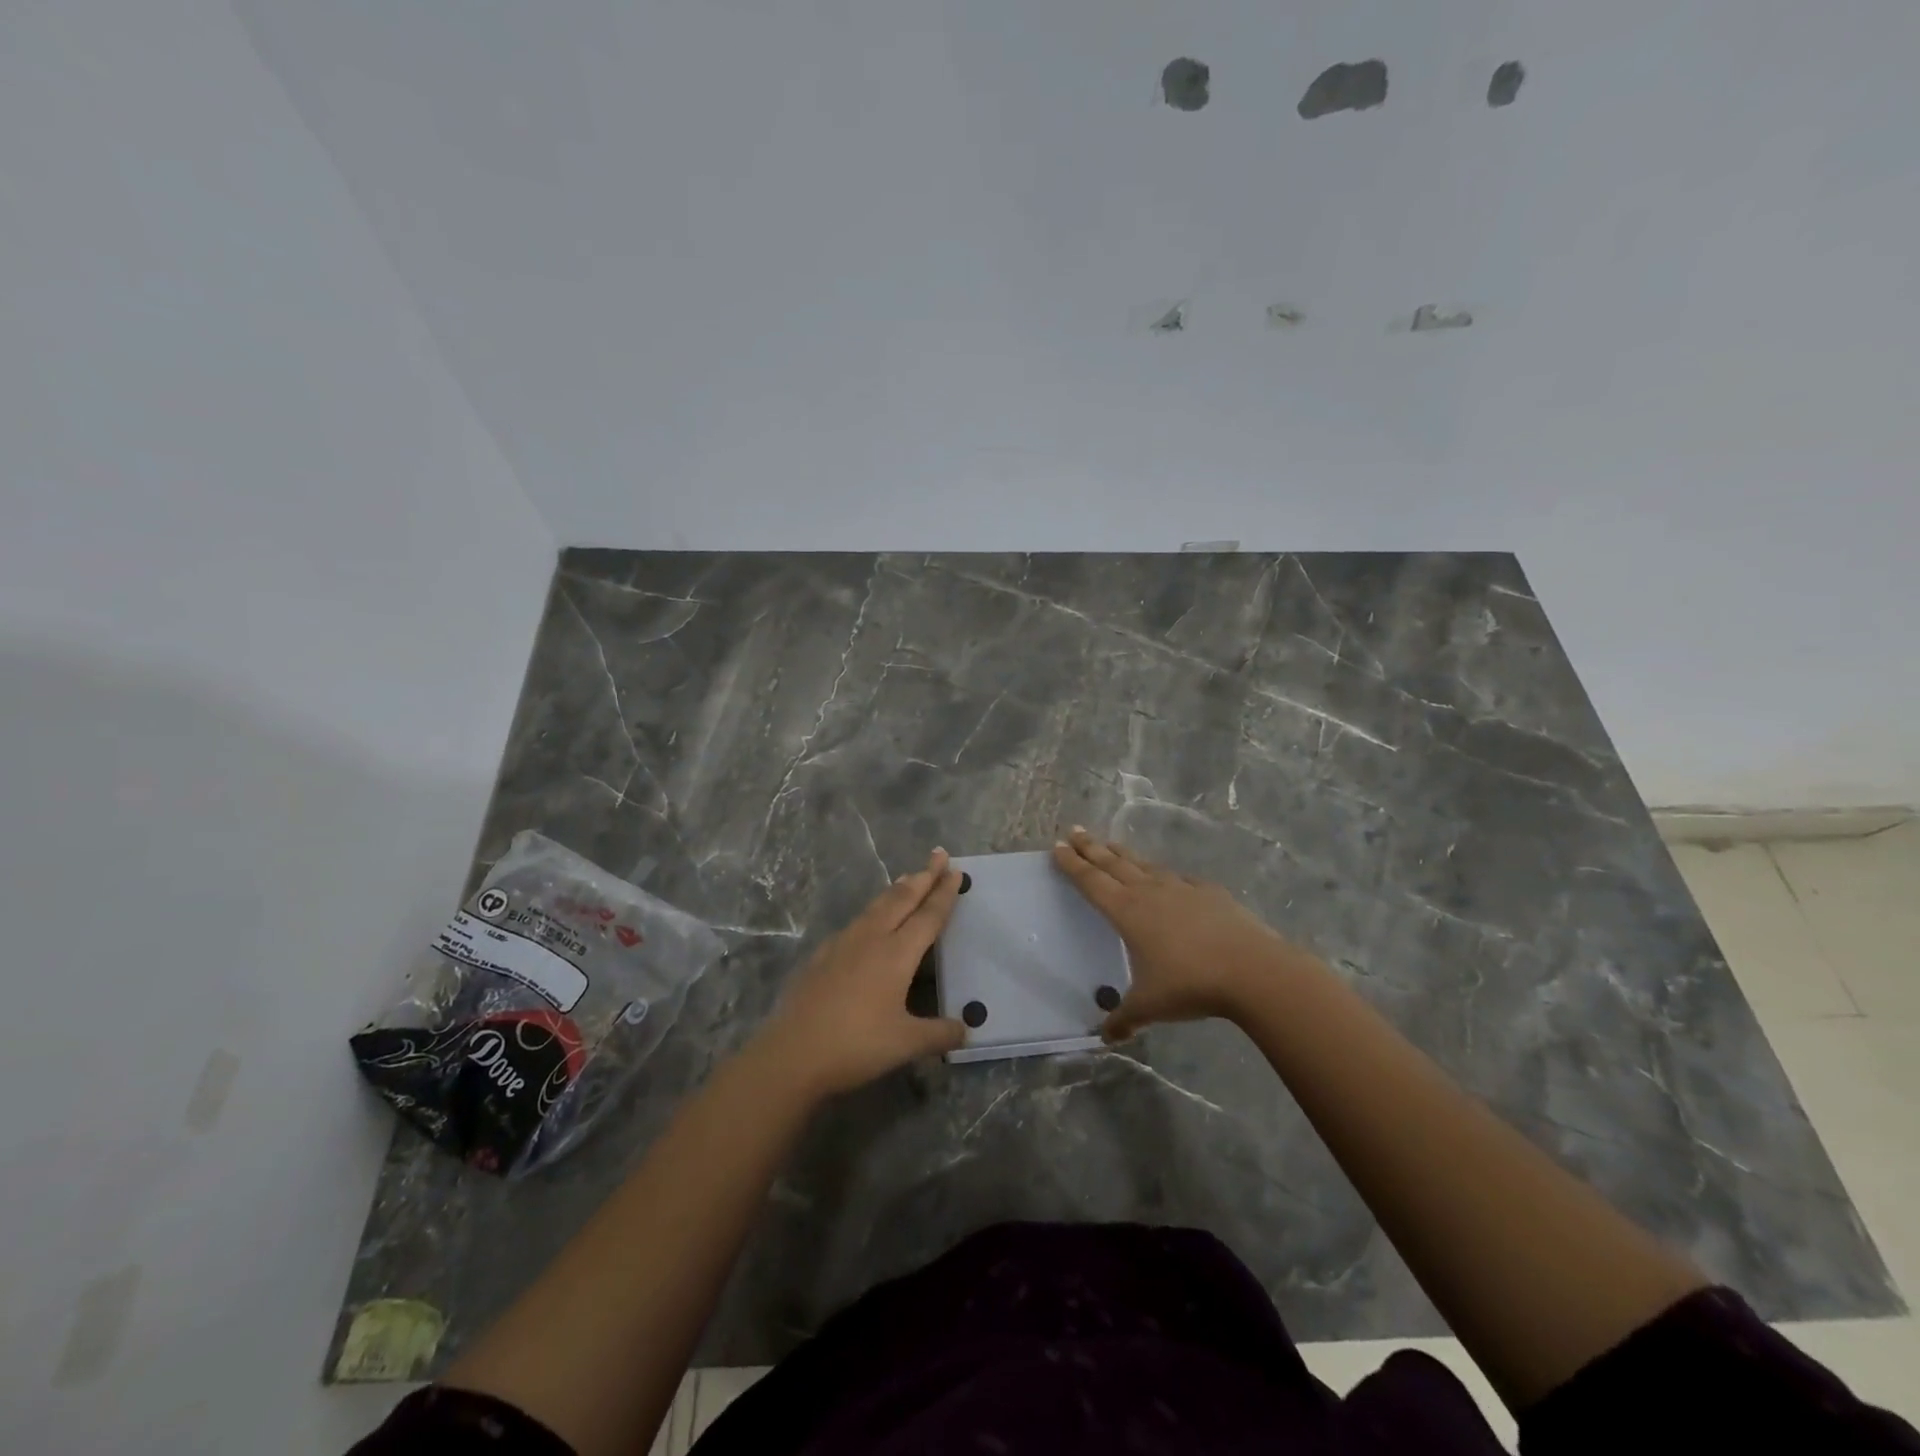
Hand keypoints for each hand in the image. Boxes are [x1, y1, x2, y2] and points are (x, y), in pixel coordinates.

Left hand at [751, 849, 967, 1097]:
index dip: (944, 893)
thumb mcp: (906, 1044)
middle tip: (938, 854)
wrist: (792, 1053)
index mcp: (897, 954)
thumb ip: (939, 1034)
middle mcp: (871, 938)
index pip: (928, 915)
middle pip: (902, 898)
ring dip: (897, 889)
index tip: (955, 870)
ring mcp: (843, 943)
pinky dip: (873, 911)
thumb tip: (965, 1029)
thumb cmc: (855, 1045)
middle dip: (923, 876)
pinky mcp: (822, 955)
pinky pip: (856, 922)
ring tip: (909, 877)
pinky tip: (869, 920)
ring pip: (876, 906)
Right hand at [1052, 828, 1304, 1041]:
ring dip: (1124, 854)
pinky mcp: (1209, 892)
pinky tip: (1168, 878)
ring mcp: (1181, 888)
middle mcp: (1149, 891)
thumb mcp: (1150, 1007)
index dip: (1072, 864)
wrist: (1252, 970)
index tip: (1057, 847)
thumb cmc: (1190, 984)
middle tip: (1074, 831)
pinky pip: (1179, 878)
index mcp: (1126, 911)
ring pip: (1144, 865)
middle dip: (1091, 847)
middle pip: (1113, 863)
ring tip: (1111, 845)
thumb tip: (1106, 1038)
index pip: (1091, 881)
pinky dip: (1165, 875)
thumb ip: (1125, 1019)